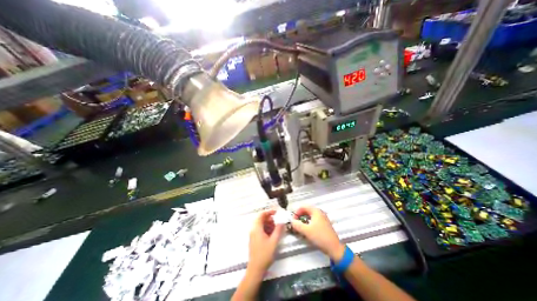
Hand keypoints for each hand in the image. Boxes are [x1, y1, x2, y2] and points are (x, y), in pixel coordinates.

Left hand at [248, 210, 285, 274]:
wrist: (256, 269)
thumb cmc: (264, 254)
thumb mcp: (273, 241)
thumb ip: (278, 230)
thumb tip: (282, 221)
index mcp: (256, 228)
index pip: (261, 214)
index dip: (269, 211)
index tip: (276, 212)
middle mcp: (253, 229)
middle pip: (261, 219)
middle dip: (270, 219)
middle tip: (278, 222)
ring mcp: (253, 234)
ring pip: (261, 224)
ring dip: (269, 224)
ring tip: (276, 228)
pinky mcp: (254, 239)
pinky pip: (260, 229)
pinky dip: (266, 229)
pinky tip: (272, 234)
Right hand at [289, 207, 343, 260]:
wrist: (334, 248)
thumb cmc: (320, 237)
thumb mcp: (306, 231)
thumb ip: (297, 225)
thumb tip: (291, 221)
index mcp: (316, 211)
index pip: (303, 206)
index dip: (297, 212)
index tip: (293, 220)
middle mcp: (319, 212)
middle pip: (306, 210)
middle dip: (299, 216)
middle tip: (295, 223)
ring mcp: (322, 218)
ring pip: (310, 216)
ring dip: (303, 220)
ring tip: (300, 227)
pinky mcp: (324, 224)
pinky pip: (313, 220)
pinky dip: (308, 223)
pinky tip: (306, 230)